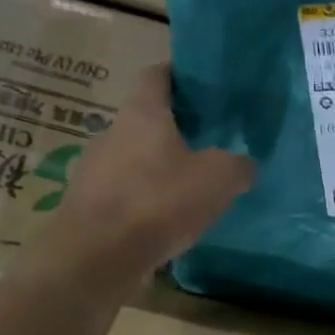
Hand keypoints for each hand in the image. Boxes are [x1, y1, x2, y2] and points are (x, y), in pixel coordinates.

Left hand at [37, 65, 253, 275]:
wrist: (95, 259)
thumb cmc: (158, 202)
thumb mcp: (218, 180)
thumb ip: (237, 166)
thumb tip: (245, 165)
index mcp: (141, 113)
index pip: (157, 75)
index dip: (181, 75)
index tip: (204, 85)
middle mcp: (112, 133)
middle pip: (146, 119)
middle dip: (176, 128)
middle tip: (210, 141)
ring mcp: (94, 170)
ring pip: (135, 158)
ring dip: (159, 167)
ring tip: (191, 186)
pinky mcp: (89, 206)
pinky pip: (124, 193)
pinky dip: (145, 200)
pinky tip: (167, 220)